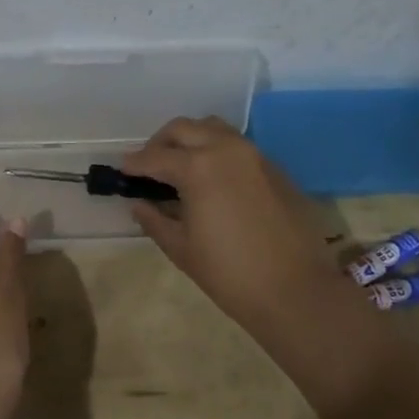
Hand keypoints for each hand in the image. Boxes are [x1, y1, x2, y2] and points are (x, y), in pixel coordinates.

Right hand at [123, 117, 368, 341]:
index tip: (122, 171)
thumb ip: (155, 219)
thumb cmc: (229, 273)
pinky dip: (216, 151)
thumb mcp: (181, 248)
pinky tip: (212, 179)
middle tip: (149, 166)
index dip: (134, 164)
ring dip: (191, 140)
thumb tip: (139, 204)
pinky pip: (237, 146)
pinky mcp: (275, 168)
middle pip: (184, 129)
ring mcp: (255, 156)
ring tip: (180, 166)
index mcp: (198, 168)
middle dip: (160, 143)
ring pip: (214, 129)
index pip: (155, 157)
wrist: (296, 290)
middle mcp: (226, 150)